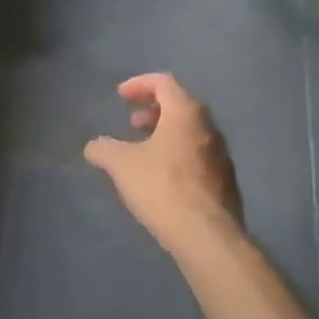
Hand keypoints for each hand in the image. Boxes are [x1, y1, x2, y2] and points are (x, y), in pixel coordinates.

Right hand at [84, 74, 242, 255]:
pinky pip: (199, 154)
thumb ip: (104, 149)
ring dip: (166, 133)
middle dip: (153, 110)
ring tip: (144, 151)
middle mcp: (209, 126)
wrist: (208, 236)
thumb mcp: (123, 166)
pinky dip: (178, 153)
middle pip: (180, 105)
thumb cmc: (163, 188)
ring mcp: (221, 154)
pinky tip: (163, 177)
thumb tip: (93, 146)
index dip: (139, 84)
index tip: (120, 95)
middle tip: (132, 123)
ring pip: (191, 131)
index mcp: (186, 113)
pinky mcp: (225, 180)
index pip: (164, 82)